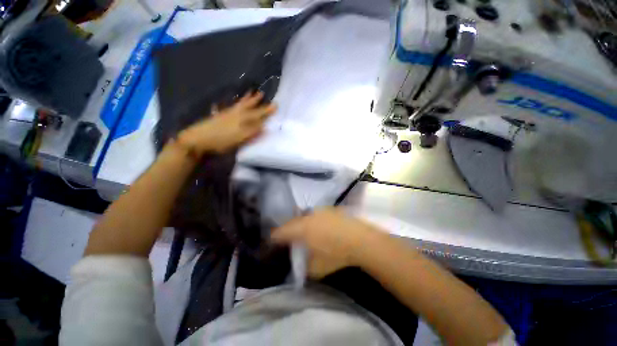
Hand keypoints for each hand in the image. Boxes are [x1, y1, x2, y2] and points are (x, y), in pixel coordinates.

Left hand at [177, 92, 275, 154]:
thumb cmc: (221, 141)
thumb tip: (264, 127)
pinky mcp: (219, 116)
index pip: (258, 114)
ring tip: (250, 93)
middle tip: (262, 93)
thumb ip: (252, 132)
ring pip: (239, 105)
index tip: (275, 105)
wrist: (198, 139)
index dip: (266, 111)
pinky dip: (234, 104)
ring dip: (246, 100)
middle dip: (256, 101)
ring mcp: (227, 114)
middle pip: (248, 107)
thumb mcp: (239, 138)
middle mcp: (235, 114)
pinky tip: (233, 104)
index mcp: (242, 120)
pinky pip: (230, 107)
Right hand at [271, 208, 378, 278]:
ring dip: (300, 224)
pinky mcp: (330, 209)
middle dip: (287, 230)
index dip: (274, 237)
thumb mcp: (317, 267)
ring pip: (304, 216)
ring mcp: (320, 211)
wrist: (361, 240)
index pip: (281, 231)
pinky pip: (315, 214)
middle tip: (287, 238)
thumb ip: (303, 266)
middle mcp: (308, 216)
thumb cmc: (337, 255)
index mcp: (302, 229)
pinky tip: (318, 227)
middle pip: (292, 222)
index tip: (271, 242)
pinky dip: (312, 220)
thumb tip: (298, 264)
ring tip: (302, 232)